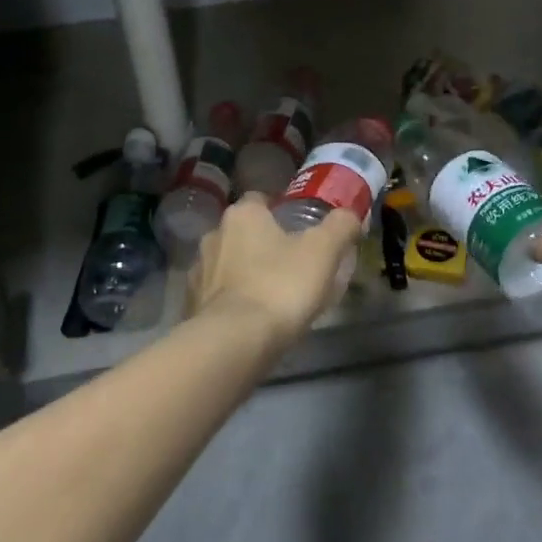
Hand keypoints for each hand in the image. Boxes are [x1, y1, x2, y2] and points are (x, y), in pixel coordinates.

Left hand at [187, 194, 360, 348]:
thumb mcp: (324, 251)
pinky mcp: (191, 305)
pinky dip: (232, 301)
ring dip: (244, 274)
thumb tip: (350, 215)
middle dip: (262, 244)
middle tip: (292, 263)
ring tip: (273, 295)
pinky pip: (217, 296)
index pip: (259, 200)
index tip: (300, 229)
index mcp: (242, 215)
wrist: (234, 341)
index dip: (280, 211)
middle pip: (243, 233)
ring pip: (227, 265)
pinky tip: (252, 318)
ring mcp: (198, 272)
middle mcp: (214, 235)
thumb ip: (340, 226)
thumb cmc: (280, 285)